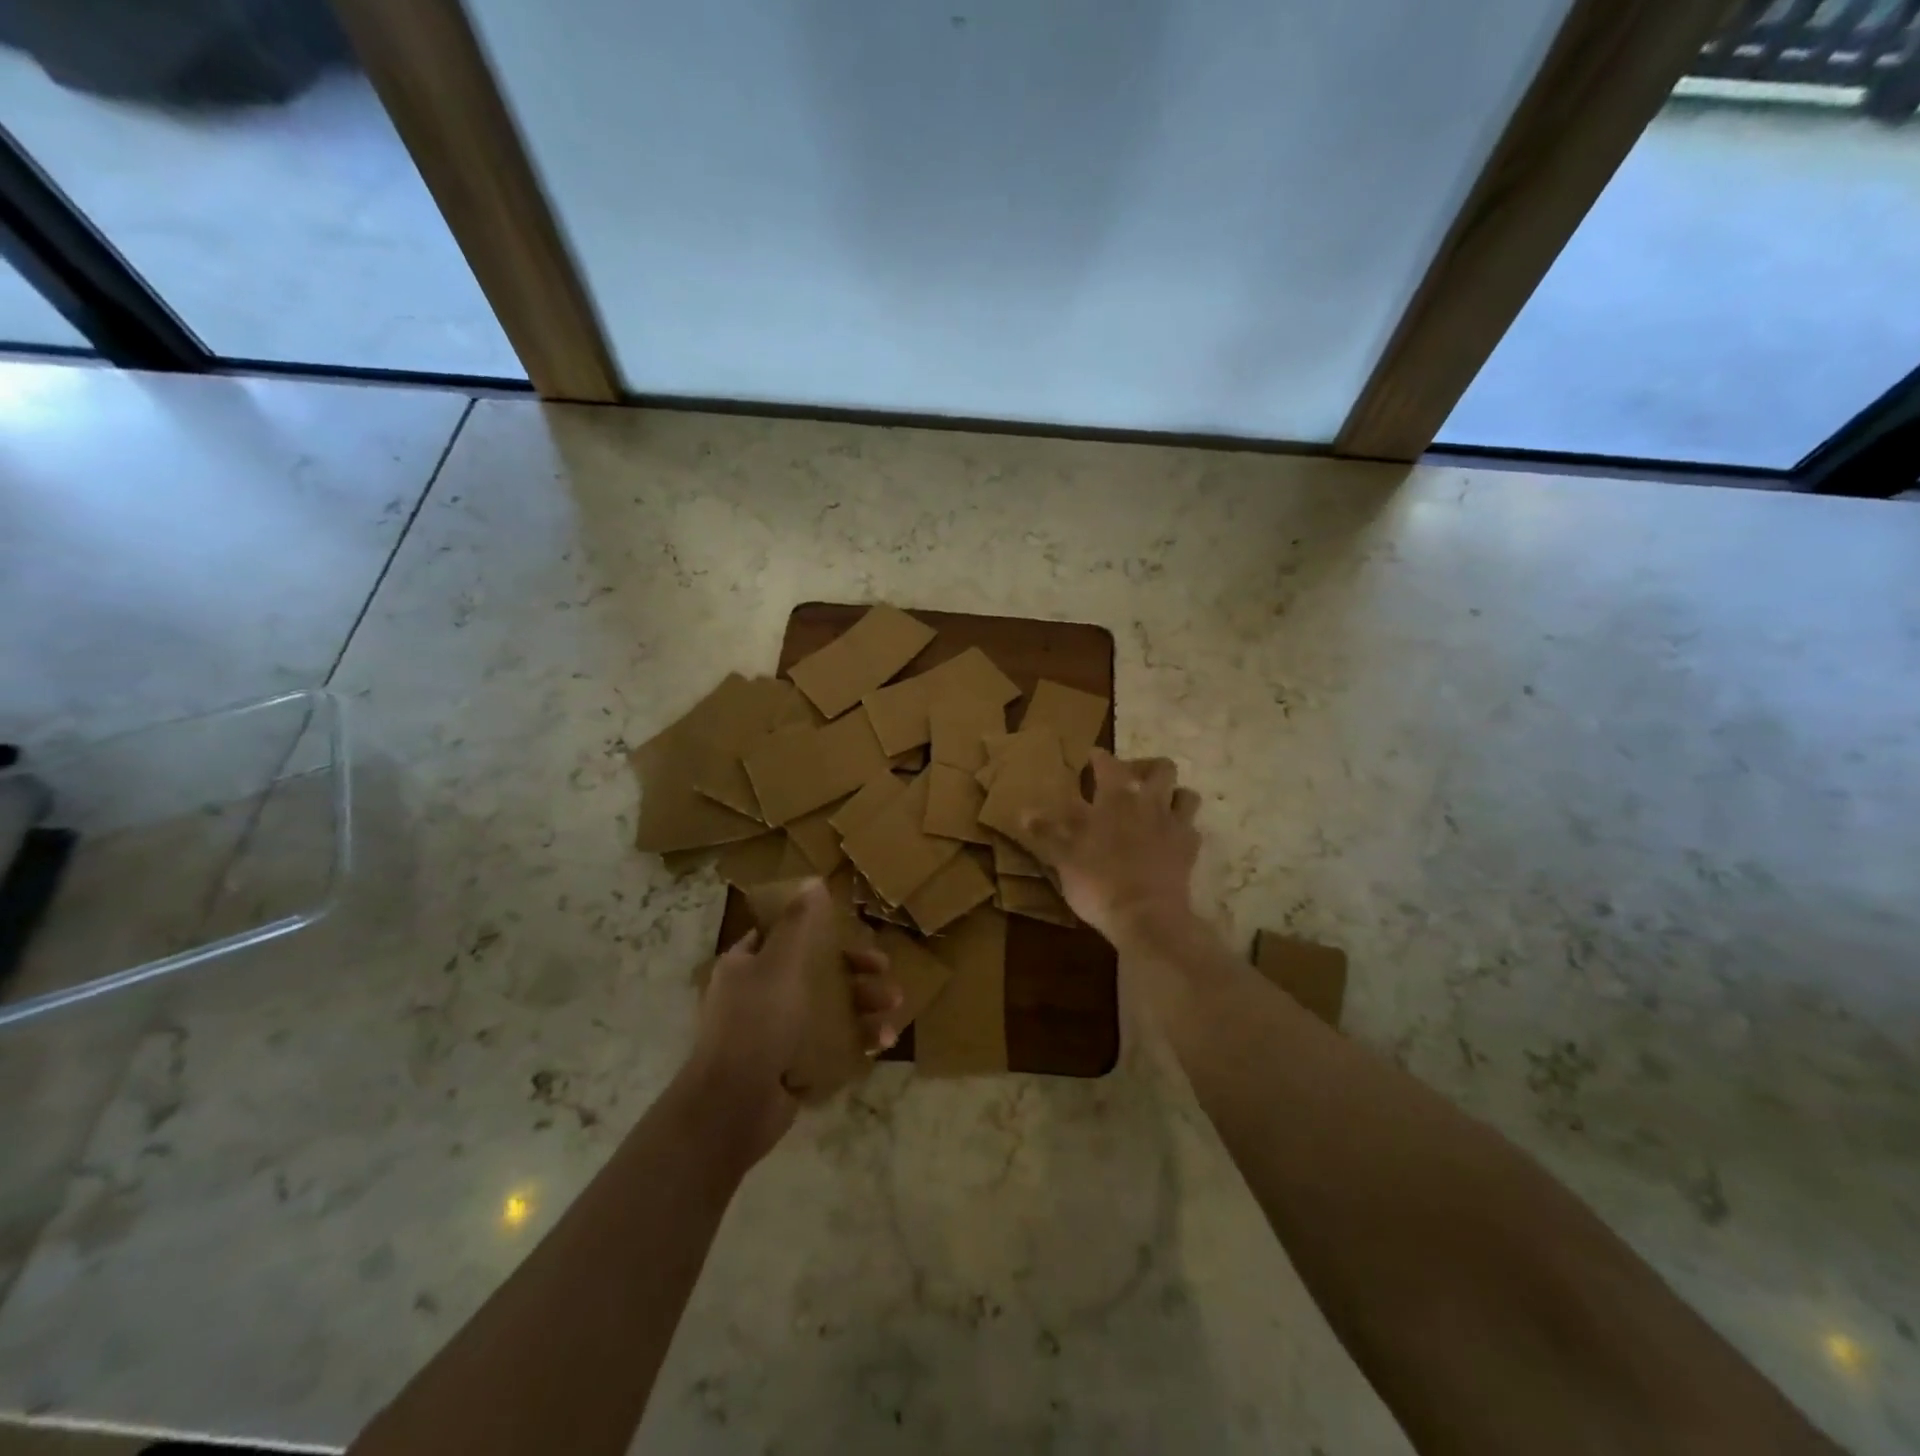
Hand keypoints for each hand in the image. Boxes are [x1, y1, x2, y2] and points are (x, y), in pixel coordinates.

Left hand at [688, 880, 902, 1163]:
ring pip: (828, 1007)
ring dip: (863, 1004)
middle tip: (884, 969)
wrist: (733, 1107)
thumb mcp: (780, 964)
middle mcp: (758, 994)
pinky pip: (831, 1043)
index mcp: (747, 964)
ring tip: (894, 1008)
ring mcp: (775, 1032)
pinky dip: (857, 1039)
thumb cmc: (756, 1024)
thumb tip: (812, 880)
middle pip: (814, 970)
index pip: (782, 933)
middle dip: (853, 969)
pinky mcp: (792, 1064)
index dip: (816, 928)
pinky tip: (883, 1041)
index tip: (850, 928)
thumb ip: (798, 923)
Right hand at [1022, 749, 1201, 942]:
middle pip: (1161, 768)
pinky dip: (1182, 829)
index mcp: (1116, 796)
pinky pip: (1192, 829)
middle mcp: (1149, 801)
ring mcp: (1174, 825)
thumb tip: (1024, 812)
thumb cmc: (1098, 881)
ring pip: (1186, 794)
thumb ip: (1047, 831)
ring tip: (1157, 805)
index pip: (1109, 763)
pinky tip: (1170, 839)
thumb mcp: (1063, 856)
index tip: (1092, 756)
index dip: (1099, 757)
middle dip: (1146, 767)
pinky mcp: (1190, 850)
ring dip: (1173, 794)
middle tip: (1131, 780)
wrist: (1146, 916)